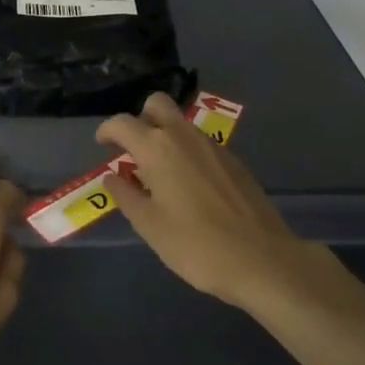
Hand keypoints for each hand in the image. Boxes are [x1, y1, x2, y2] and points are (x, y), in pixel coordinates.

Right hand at [98, 93, 307, 308]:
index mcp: (157, 148)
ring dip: (165, 135)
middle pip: (157, 104)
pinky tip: (190, 186)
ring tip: (159, 173)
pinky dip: (187, 151)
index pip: (123, 123)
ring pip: (181, 123)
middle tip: (134, 150)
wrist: (262, 260)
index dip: (107, 131)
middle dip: (141, 118)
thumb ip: (126, 196)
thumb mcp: (150, 226)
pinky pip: (201, 143)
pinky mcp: (234, 160)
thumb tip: (113, 177)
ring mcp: (213, 145)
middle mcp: (184, 136)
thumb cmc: (195, 245)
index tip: (102, 145)